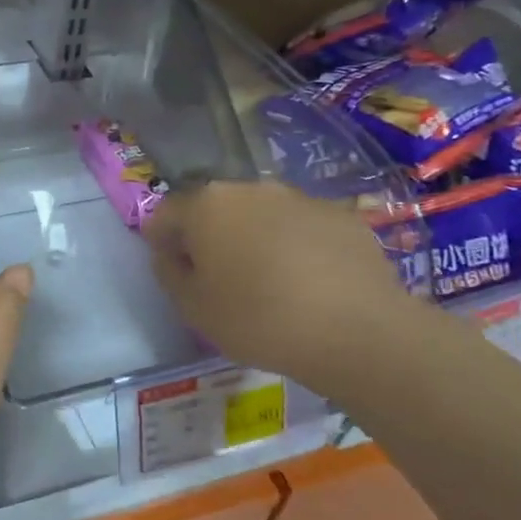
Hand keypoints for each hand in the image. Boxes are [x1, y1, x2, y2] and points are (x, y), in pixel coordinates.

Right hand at [145, 180, 422, 396]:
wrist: (358, 331)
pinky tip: (308, 284)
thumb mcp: (193, 308)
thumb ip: (169, 272)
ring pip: (261, 215)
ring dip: (254, 239)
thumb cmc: (259, 319)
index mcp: (207, 204)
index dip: (162, 241)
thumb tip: (170, 253)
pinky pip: (302, 228)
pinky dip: (295, 246)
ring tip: (267, 283)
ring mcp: (300, 198)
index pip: (167, 213)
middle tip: (218, 278)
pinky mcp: (342, 215)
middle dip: (210, 236)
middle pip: (216, 208)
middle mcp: (251, 188)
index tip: (173, 271)